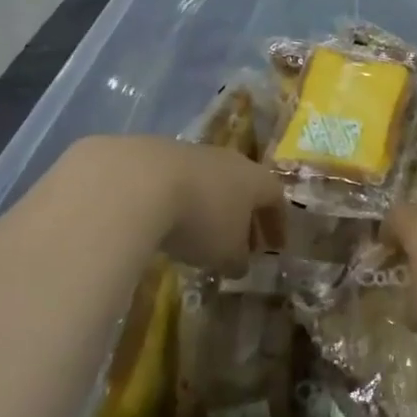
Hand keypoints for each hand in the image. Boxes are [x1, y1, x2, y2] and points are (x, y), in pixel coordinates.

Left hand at [45, 136, 280, 276]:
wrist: (139, 182)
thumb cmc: (200, 219)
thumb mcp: (225, 253)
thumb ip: (237, 260)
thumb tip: (239, 264)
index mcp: (255, 179)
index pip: (276, 199)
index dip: (277, 225)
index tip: (275, 248)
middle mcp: (229, 160)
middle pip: (243, 187)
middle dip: (244, 216)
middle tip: (240, 243)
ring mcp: (191, 152)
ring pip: (209, 182)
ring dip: (208, 207)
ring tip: (198, 235)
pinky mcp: (155, 153)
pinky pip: (176, 181)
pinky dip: (177, 202)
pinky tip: (163, 221)